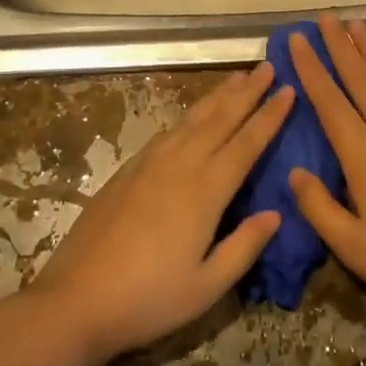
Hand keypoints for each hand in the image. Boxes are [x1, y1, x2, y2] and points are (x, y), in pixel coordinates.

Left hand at [29, 62, 292, 363]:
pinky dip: (188, 116)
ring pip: (191, 119)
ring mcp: (149, 165)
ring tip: (236, 78)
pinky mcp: (127, 171)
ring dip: (217, 97)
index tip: (289, 91)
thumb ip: (244, 247)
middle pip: (219, 119)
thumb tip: (276, 214)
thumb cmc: (148, 299)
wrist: (76, 300)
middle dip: (246, 91)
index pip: (246, 143)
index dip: (269, 116)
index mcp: (204, 191)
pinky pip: (167, 132)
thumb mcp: (207, 286)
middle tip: (267, 66)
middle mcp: (179, 166)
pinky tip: (192, 116)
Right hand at [287, 15, 365, 333]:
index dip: (311, 69)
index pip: (330, 102)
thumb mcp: (350, 246)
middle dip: (341, 46)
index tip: (297, 40)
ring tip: (360, 26)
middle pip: (362, 81)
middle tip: (326, 17)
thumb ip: (318, 206)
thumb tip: (294, 171)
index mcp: (363, 156)